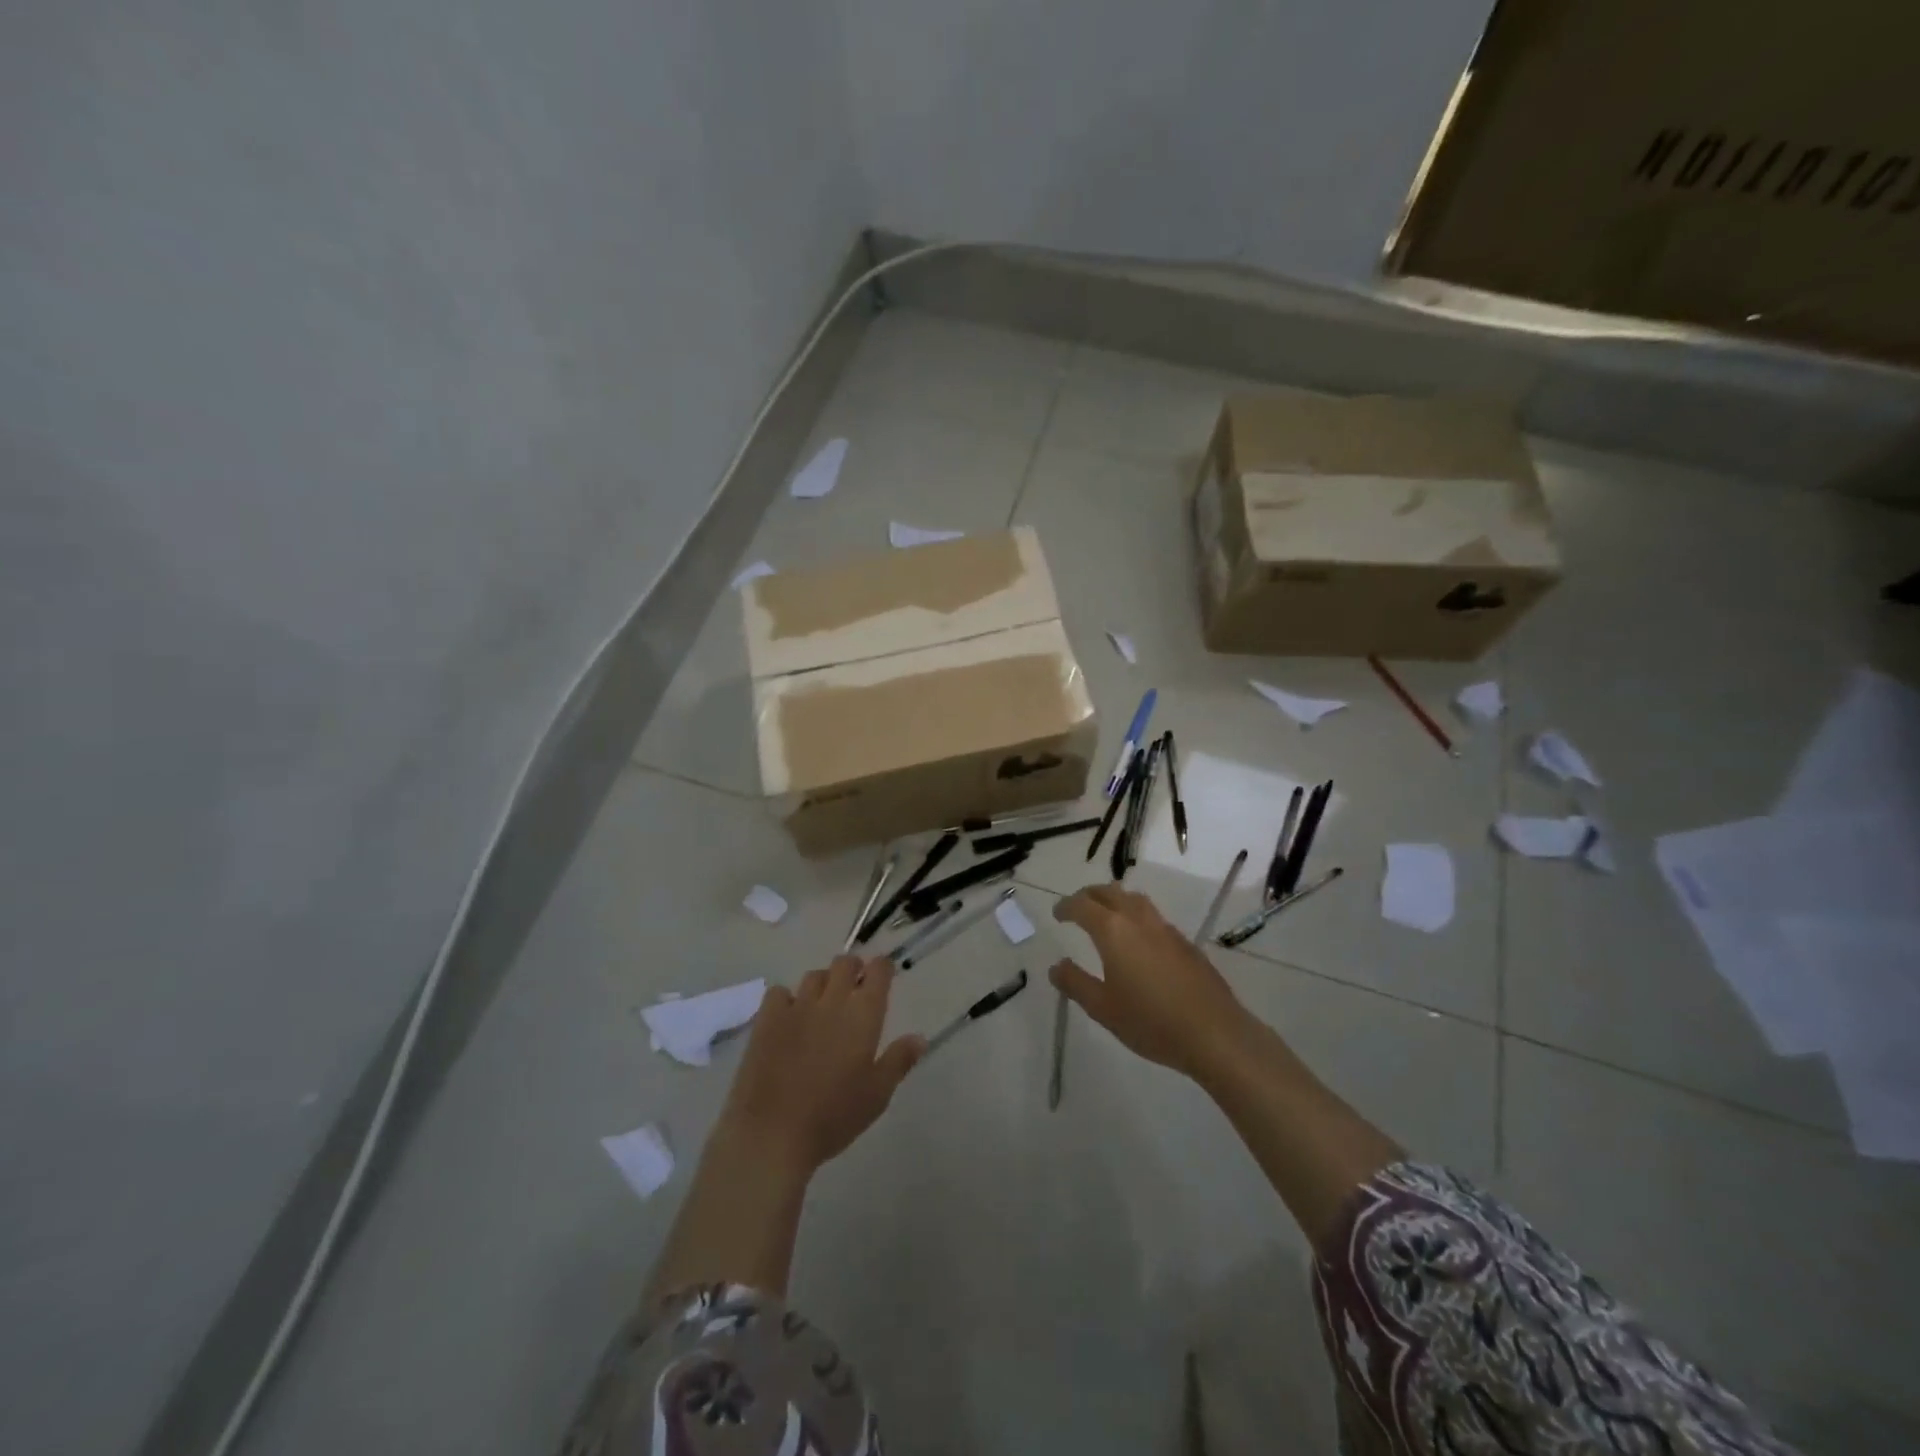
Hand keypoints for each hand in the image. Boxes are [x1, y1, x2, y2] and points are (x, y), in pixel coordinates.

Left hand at [718, 955, 924, 1176]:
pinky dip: (787, 999)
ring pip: (814, 975)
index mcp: (863, 1014)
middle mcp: (832, 1000)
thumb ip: (899, 1061)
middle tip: (855, 988)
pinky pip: (779, 992)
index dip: (882, 969)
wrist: (772, 1133)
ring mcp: (797, 1006)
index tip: (884, 976)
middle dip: (853, 969)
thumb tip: (919, 1037)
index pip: (878, 971)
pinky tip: (788, 1018)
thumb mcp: (877, 1095)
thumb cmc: (834, 1117)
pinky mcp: (767, 1019)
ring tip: (823, 1005)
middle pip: (845, 963)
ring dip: (823, 983)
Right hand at [1050, 884, 1250, 1078]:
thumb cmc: (1151, 1022)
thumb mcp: (1103, 1009)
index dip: (1066, 906)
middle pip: (1110, 892)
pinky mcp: (1185, 943)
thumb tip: (1056, 966)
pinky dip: (1136, 915)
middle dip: (1089, 895)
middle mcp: (1139, 920)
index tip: (1057, 913)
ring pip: (1135, 899)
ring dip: (1115, 899)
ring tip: (1106, 914)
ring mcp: (1166, 929)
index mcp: (1113, 931)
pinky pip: (1153, 916)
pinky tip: (1138, 939)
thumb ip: (1075, 983)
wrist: (1214, 1033)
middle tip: (1077, 907)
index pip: (1082, 905)